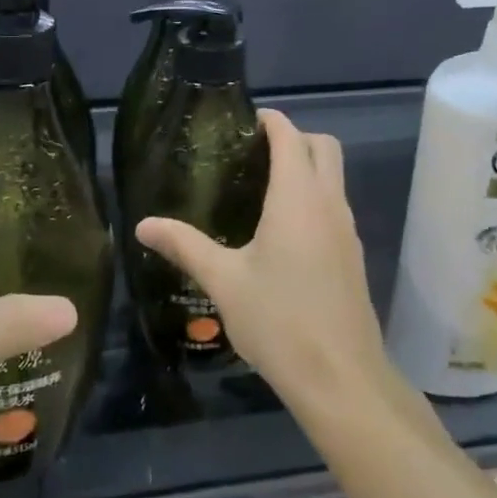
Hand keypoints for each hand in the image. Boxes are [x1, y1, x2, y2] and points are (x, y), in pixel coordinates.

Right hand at [137, 109, 385, 410]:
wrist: (340, 377)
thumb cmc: (279, 320)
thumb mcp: (224, 281)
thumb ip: (184, 246)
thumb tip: (143, 225)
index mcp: (297, 197)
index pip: (290, 135)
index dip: (269, 120)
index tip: (240, 123)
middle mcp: (329, 203)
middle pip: (323, 146)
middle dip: (293, 137)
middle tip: (252, 154)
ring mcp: (347, 229)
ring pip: (334, 177)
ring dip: (307, 167)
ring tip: (261, 189)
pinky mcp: (353, 255)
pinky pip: (336, 206)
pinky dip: (314, 197)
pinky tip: (283, 232)